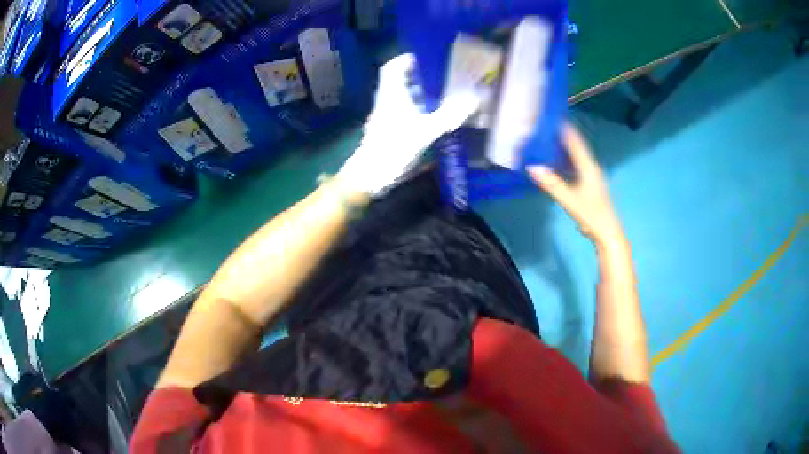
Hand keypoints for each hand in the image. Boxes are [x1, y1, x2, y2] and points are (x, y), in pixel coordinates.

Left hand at [337, 54, 480, 195]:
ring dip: (419, 93)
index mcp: (392, 93)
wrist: (371, 175)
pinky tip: (432, 117)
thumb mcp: (426, 130)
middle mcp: (386, 100)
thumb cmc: (395, 147)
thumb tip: (474, 100)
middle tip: (442, 76)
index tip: (426, 58)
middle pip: (399, 80)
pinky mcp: (387, 129)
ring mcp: (385, 115)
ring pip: (401, 96)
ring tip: (442, 94)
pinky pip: (402, 110)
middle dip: (419, 76)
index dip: (407, 59)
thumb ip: (449, 115)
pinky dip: (416, 108)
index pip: (393, 67)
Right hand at [528, 124, 625, 249]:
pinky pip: (576, 166)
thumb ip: (551, 184)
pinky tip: (555, 164)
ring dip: (563, 149)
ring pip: (576, 157)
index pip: (575, 142)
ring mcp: (592, 176)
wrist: (607, 234)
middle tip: (544, 129)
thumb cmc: (591, 215)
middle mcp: (591, 167)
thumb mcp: (569, 200)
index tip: (551, 117)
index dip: (564, 129)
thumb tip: (532, 167)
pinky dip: (565, 162)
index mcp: (588, 167)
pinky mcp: (590, 185)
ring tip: (546, 142)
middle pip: (576, 147)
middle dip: (561, 137)